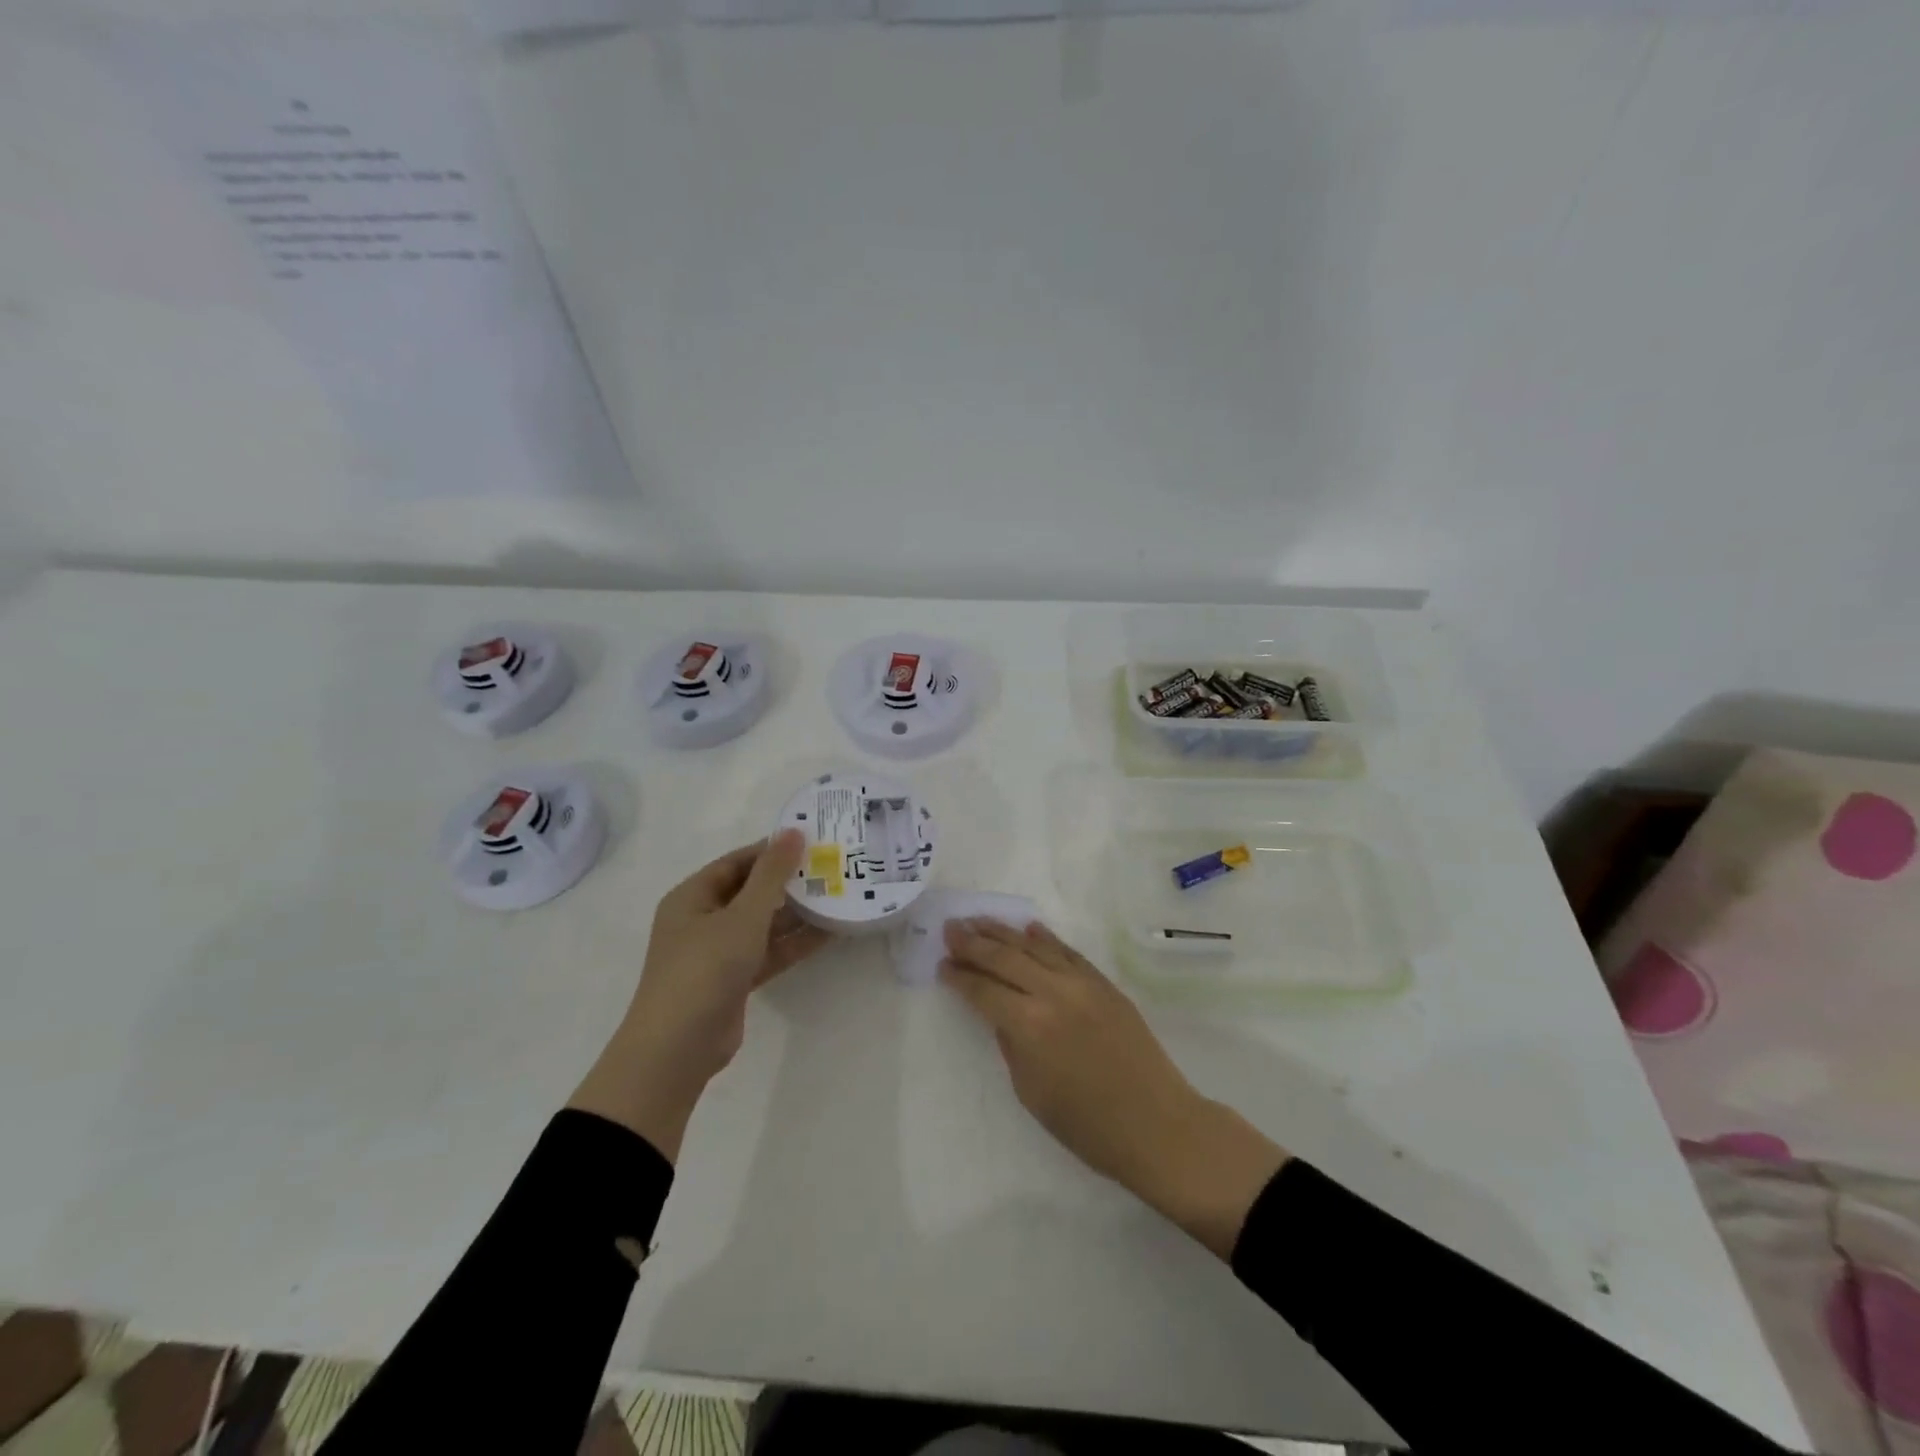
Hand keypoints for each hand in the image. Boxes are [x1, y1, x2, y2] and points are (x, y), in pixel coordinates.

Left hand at [569, 830, 830, 1160]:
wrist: (677, 1049)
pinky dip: (792, 943)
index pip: (737, 862)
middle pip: (750, 891)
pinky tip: (828, 934)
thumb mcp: (743, 916)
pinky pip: (767, 952)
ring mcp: (717, 952)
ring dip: (795, 914)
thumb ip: (771, 875)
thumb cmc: (704, 969)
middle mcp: (702, 920)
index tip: (812, 841)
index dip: (771, 850)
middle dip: (788, 882)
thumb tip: (793, 832)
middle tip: (831, 867)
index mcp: (692, 897)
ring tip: (837, 896)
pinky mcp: (733, 980)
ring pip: (762, 924)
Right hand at [942, 918, 1288, 1257]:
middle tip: (950, 929)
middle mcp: (1053, 993)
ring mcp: (1082, 983)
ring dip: (1003, 932)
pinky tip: (1028, 928)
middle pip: (1004, 958)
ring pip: (1034, 947)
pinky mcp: (1104, 983)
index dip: (960, 977)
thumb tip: (1000, 1013)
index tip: (942, 964)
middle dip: (973, 943)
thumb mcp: (1032, 1092)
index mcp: (1029, 1026)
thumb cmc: (1088, 1125)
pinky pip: (1067, 952)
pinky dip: (1045, 939)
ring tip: (978, 920)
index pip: (983, 990)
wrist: (1157, 1125)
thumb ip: (1011, 1044)